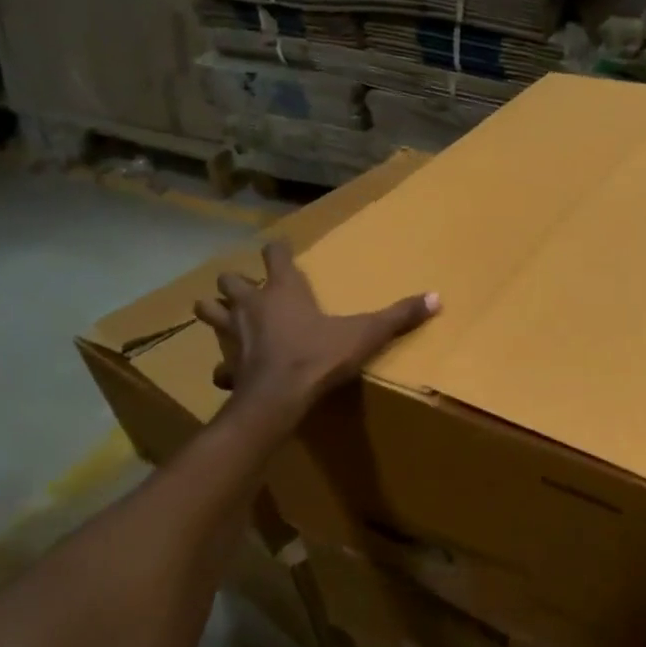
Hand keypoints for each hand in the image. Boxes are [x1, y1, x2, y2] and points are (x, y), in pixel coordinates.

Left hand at [196, 241, 438, 420]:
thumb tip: (437, 297)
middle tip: (248, 290)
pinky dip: (224, 366)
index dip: (276, 250)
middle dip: (235, 283)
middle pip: (230, 281)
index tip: (280, 249)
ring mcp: (234, 336)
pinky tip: (232, 373)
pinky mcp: (228, 366)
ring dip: (214, 313)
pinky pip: (220, 365)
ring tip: (226, 319)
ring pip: (208, 313)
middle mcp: (252, 306)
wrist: (279, 397)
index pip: (273, 255)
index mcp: (283, 291)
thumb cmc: (319, 357)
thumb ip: (399, 316)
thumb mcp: (365, 334)